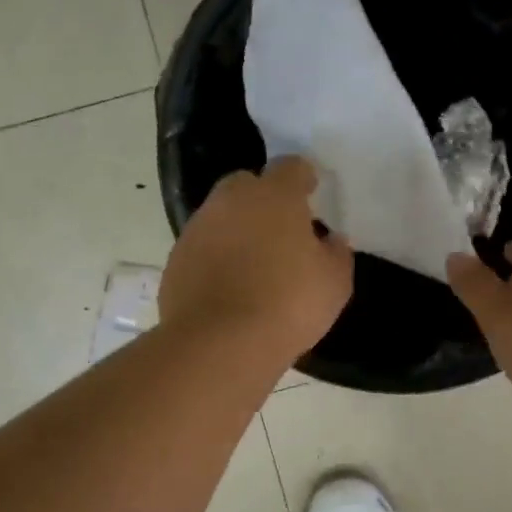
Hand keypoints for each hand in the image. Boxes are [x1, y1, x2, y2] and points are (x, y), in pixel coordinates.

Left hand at [161, 158, 353, 365]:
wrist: (220, 343)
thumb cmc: (288, 304)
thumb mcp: (334, 282)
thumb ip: (336, 253)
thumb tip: (330, 241)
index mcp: (274, 195)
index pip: (291, 167)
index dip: (303, 179)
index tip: (311, 194)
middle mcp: (231, 201)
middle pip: (248, 185)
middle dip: (264, 200)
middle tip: (281, 230)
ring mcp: (197, 228)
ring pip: (221, 216)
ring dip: (237, 229)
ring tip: (254, 263)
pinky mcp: (176, 260)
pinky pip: (203, 248)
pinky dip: (216, 258)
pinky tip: (229, 287)